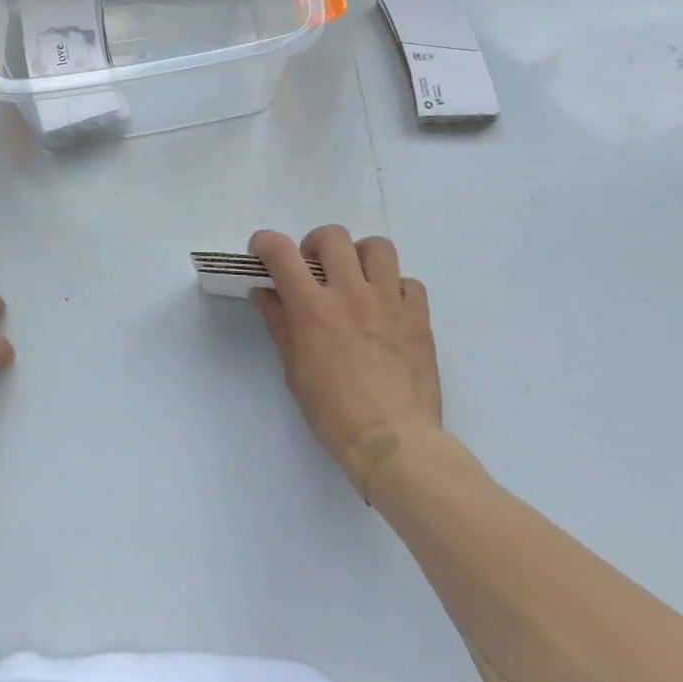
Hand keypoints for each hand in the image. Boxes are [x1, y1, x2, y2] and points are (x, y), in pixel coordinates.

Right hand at [250, 225, 440, 496]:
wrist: (396, 445)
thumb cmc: (334, 414)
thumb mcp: (294, 370)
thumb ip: (279, 323)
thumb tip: (265, 292)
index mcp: (313, 308)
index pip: (280, 251)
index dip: (265, 243)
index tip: (263, 254)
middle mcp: (350, 293)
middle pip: (332, 236)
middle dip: (316, 245)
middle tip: (315, 270)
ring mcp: (389, 302)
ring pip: (377, 247)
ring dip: (360, 256)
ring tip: (356, 280)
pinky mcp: (419, 317)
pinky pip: (409, 283)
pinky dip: (395, 289)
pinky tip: (388, 310)